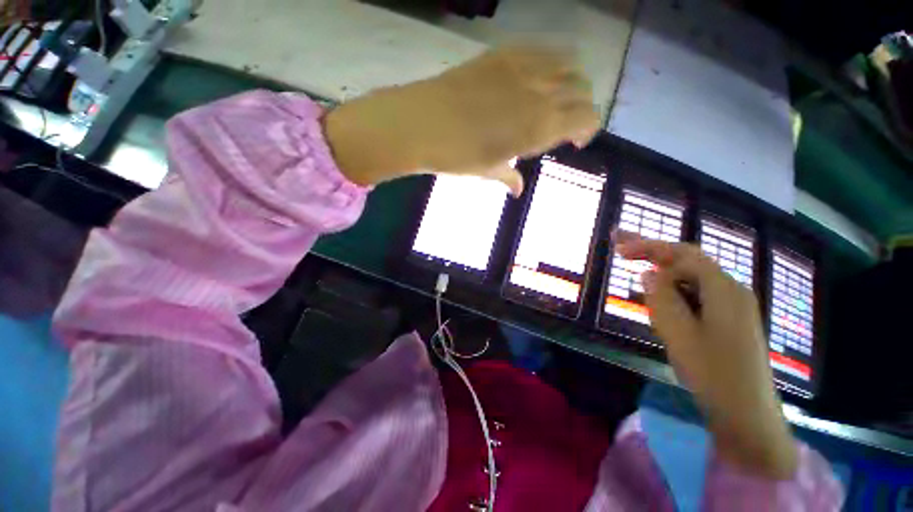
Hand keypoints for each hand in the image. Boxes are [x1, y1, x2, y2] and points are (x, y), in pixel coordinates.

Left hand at [324, 45, 599, 195]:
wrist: (421, 123)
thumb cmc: (457, 155)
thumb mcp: (487, 170)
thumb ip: (509, 176)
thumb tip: (518, 190)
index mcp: (539, 127)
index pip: (586, 118)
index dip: (587, 129)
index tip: (575, 141)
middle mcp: (540, 92)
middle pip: (582, 88)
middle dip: (581, 107)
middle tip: (564, 122)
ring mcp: (522, 67)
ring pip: (568, 63)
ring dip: (570, 81)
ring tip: (554, 97)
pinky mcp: (503, 52)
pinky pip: (541, 49)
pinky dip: (548, 63)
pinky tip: (535, 78)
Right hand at [616, 234, 797, 478]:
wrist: (748, 414)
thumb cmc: (713, 373)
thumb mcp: (678, 333)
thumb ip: (661, 298)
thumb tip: (648, 274)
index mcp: (724, 289)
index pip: (682, 255)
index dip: (649, 246)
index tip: (618, 247)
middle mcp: (732, 290)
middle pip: (688, 261)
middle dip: (653, 251)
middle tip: (622, 248)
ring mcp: (733, 306)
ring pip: (691, 279)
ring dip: (662, 273)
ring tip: (636, 272)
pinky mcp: (728, 320)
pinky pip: (696, 295)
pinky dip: (673, 291)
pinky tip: (660, 300)